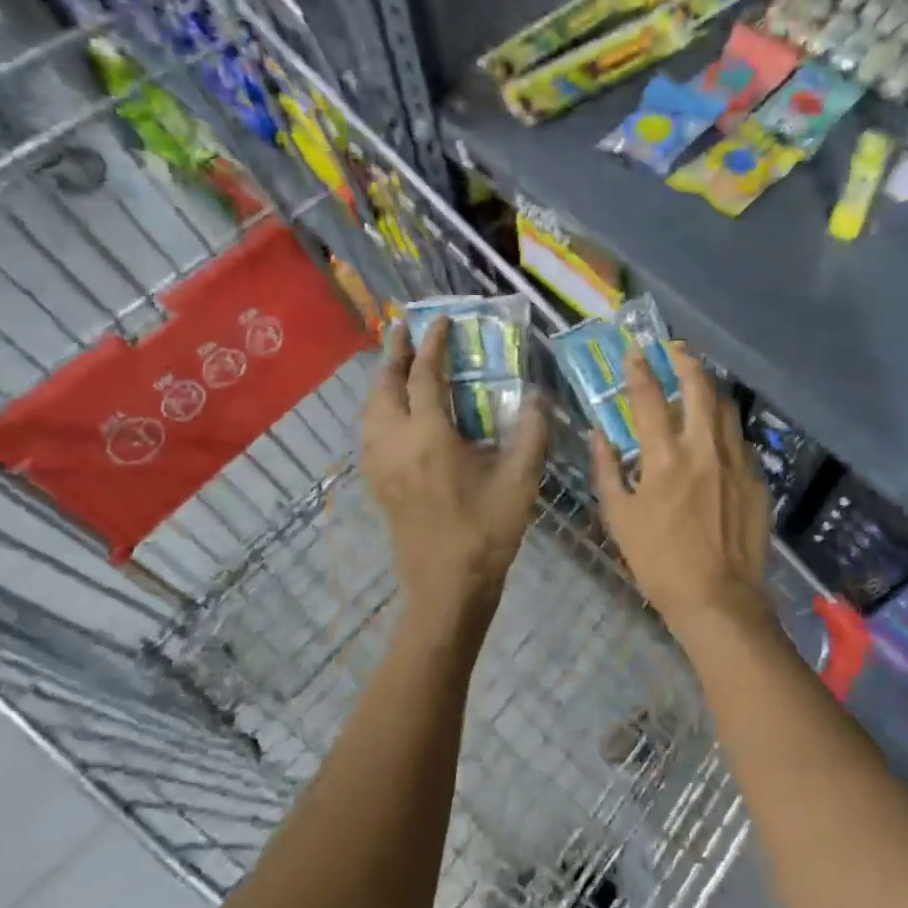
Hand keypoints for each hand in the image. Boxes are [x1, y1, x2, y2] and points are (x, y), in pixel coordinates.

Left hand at [362, 318, 547, 627]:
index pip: (424, 376)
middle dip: (393, 352)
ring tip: (396, 361)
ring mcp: (380, 464)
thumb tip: (537, 395)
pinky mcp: (377, 482)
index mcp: (429, 437)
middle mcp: (395, 443)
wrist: (447, 587)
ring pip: (370, 408)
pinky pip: (369, 430)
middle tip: (404, 327)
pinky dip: (378, 405)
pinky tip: (393, 409)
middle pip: (384, 386)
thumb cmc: (487, 530)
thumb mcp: (521, 478)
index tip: (442, 320)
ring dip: (382, 379)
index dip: (432, 344)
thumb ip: (532, 431)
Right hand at [590, 343, 772, 637]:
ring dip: (710, 389)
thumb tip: (598, 434)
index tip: (634, 352)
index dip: (638, 369)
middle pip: (699, 386)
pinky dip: (725, 428)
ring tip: (698, 385)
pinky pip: (740, 439)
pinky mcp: (757, 478)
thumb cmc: (660, 563)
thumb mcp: (620, 518)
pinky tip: (718, 437)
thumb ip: (607, 470)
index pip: (648, 397)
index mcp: (666, 458)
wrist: (720, 599)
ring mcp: (737, 461)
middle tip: (676, 349)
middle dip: (686, 360)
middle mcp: (704, 448)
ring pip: (726, 407)